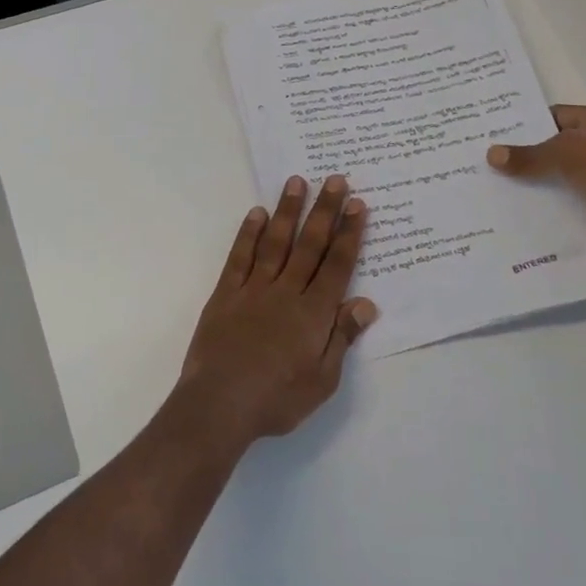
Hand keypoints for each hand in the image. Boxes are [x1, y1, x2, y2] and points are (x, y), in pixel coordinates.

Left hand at [177, 175, 377, 444]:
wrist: (219, 405)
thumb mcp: (322, 380)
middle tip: (336, 180)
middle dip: (325, 211)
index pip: (337, 265)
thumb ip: (342, 337)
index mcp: (314, 313)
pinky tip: (256, 214)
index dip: (349, 234)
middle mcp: (287, 292)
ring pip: (275, 242)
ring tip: (297, 182)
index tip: (358, 205)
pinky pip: (240, 257)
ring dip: (288, 211)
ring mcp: (254, 290)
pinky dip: (249, 234)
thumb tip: (365, 303)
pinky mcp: (226, 294)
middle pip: (310, 245)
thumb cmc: (277, 399)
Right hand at [487, 105, 585, 266]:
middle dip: (524, 158)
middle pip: (556, 150)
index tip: (492, 134)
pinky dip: (545, 212)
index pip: (558, 116)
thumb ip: (529, 155)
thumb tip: (492, 155)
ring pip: (559, 181)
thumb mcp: (569, 152)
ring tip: (490, 191)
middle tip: (483, 163)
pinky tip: (514, 216)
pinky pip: (566, 209)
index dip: (527, 123)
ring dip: (532, 188)